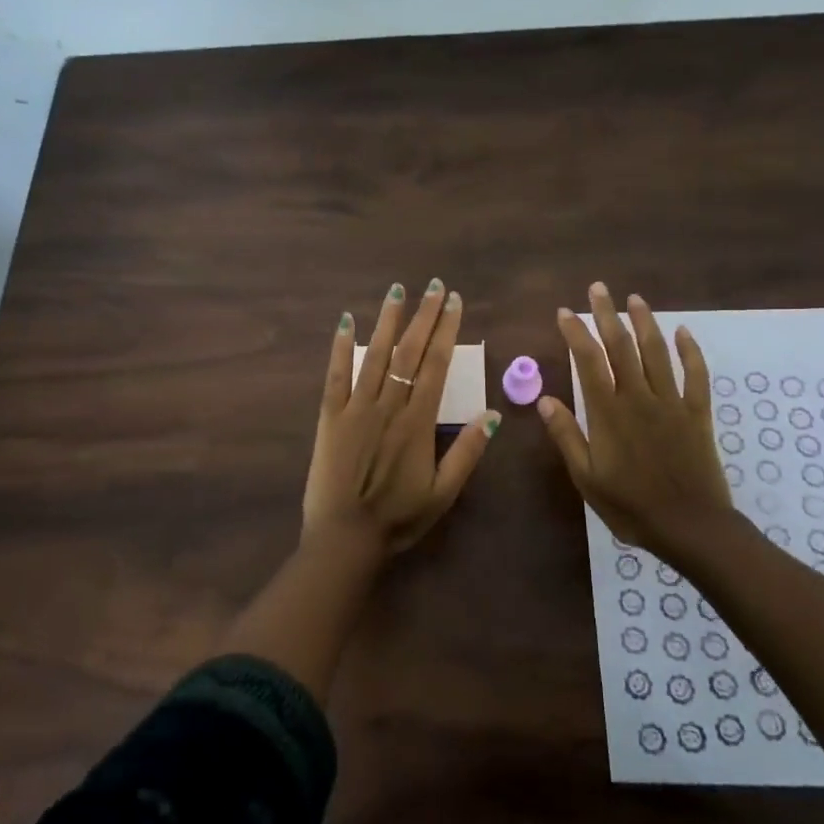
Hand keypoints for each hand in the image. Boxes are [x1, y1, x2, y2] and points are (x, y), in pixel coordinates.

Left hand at [303, 279, 500, 558]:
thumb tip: (494, 414)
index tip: (454, 302)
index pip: (437, 364)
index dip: (446, 330)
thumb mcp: (443, 492)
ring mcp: (356, 407)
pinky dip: (341, 346)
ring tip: (397, 291)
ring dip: (387, 321)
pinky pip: (336, 374)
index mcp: (418, 421)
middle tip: (434, 286)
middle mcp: (389, 405)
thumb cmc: (398, 517)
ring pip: (375, 355)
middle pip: (409, 351)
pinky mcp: (330, 416)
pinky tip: (346, 321)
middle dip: (424, 316)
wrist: (345, 536)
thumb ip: (467, 452)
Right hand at [538, 281, 732, 555]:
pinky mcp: (697, 413)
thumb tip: (544, 399)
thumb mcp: (587, 477)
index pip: (588, 361)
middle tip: (598, 289)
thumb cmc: (630, 506)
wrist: (690, 527)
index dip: (575, 333)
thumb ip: (567, 435)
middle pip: (621, 347)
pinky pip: (696, 375)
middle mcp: (639, 398)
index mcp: (608, 412)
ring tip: (634, 299)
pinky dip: (690, 351)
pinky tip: (682, 332)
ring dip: (645, 322)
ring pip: (657, 352)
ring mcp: (672, 402)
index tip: (564, 312)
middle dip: (607, 315)